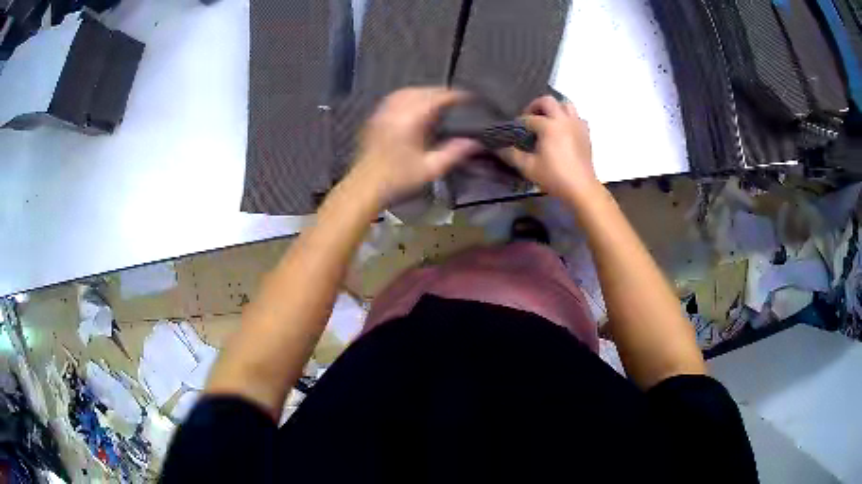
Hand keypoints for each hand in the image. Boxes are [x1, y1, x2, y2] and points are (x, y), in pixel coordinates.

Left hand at [347, 87, 480, 206]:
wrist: (365, 187)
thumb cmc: (398, 180)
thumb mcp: (431, 169)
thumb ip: (454, 153)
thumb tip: (474, 143)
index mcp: (411, 119)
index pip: (437, 98)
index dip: (455, 95)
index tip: (469, 98)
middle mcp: (396, 110)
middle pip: (422, 91)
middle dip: (440, 92)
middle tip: (455, 100)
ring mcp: (383, 113)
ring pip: (406, 92)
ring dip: (423, 92)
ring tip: (436, 101)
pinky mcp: (375, 119)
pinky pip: (393, 99)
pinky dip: (408, 97)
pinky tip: (413, 106)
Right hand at [502, 96, 599, 201]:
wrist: (581, 188)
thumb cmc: (554, 177)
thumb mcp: (529, 167)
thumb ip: (512, 155)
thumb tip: (498, 148)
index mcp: (549, 126)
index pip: (528, 118)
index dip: (518, 123)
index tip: (514, 131)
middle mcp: (564, 120)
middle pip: (548, 101)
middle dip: (536, 106)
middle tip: (529, 117)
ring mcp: (577, 125)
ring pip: (566, 105)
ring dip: (555, 109)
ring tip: (548, 120)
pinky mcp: (586, 133)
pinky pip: (577, 118)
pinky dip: (569, 119)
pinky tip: (564, 130)